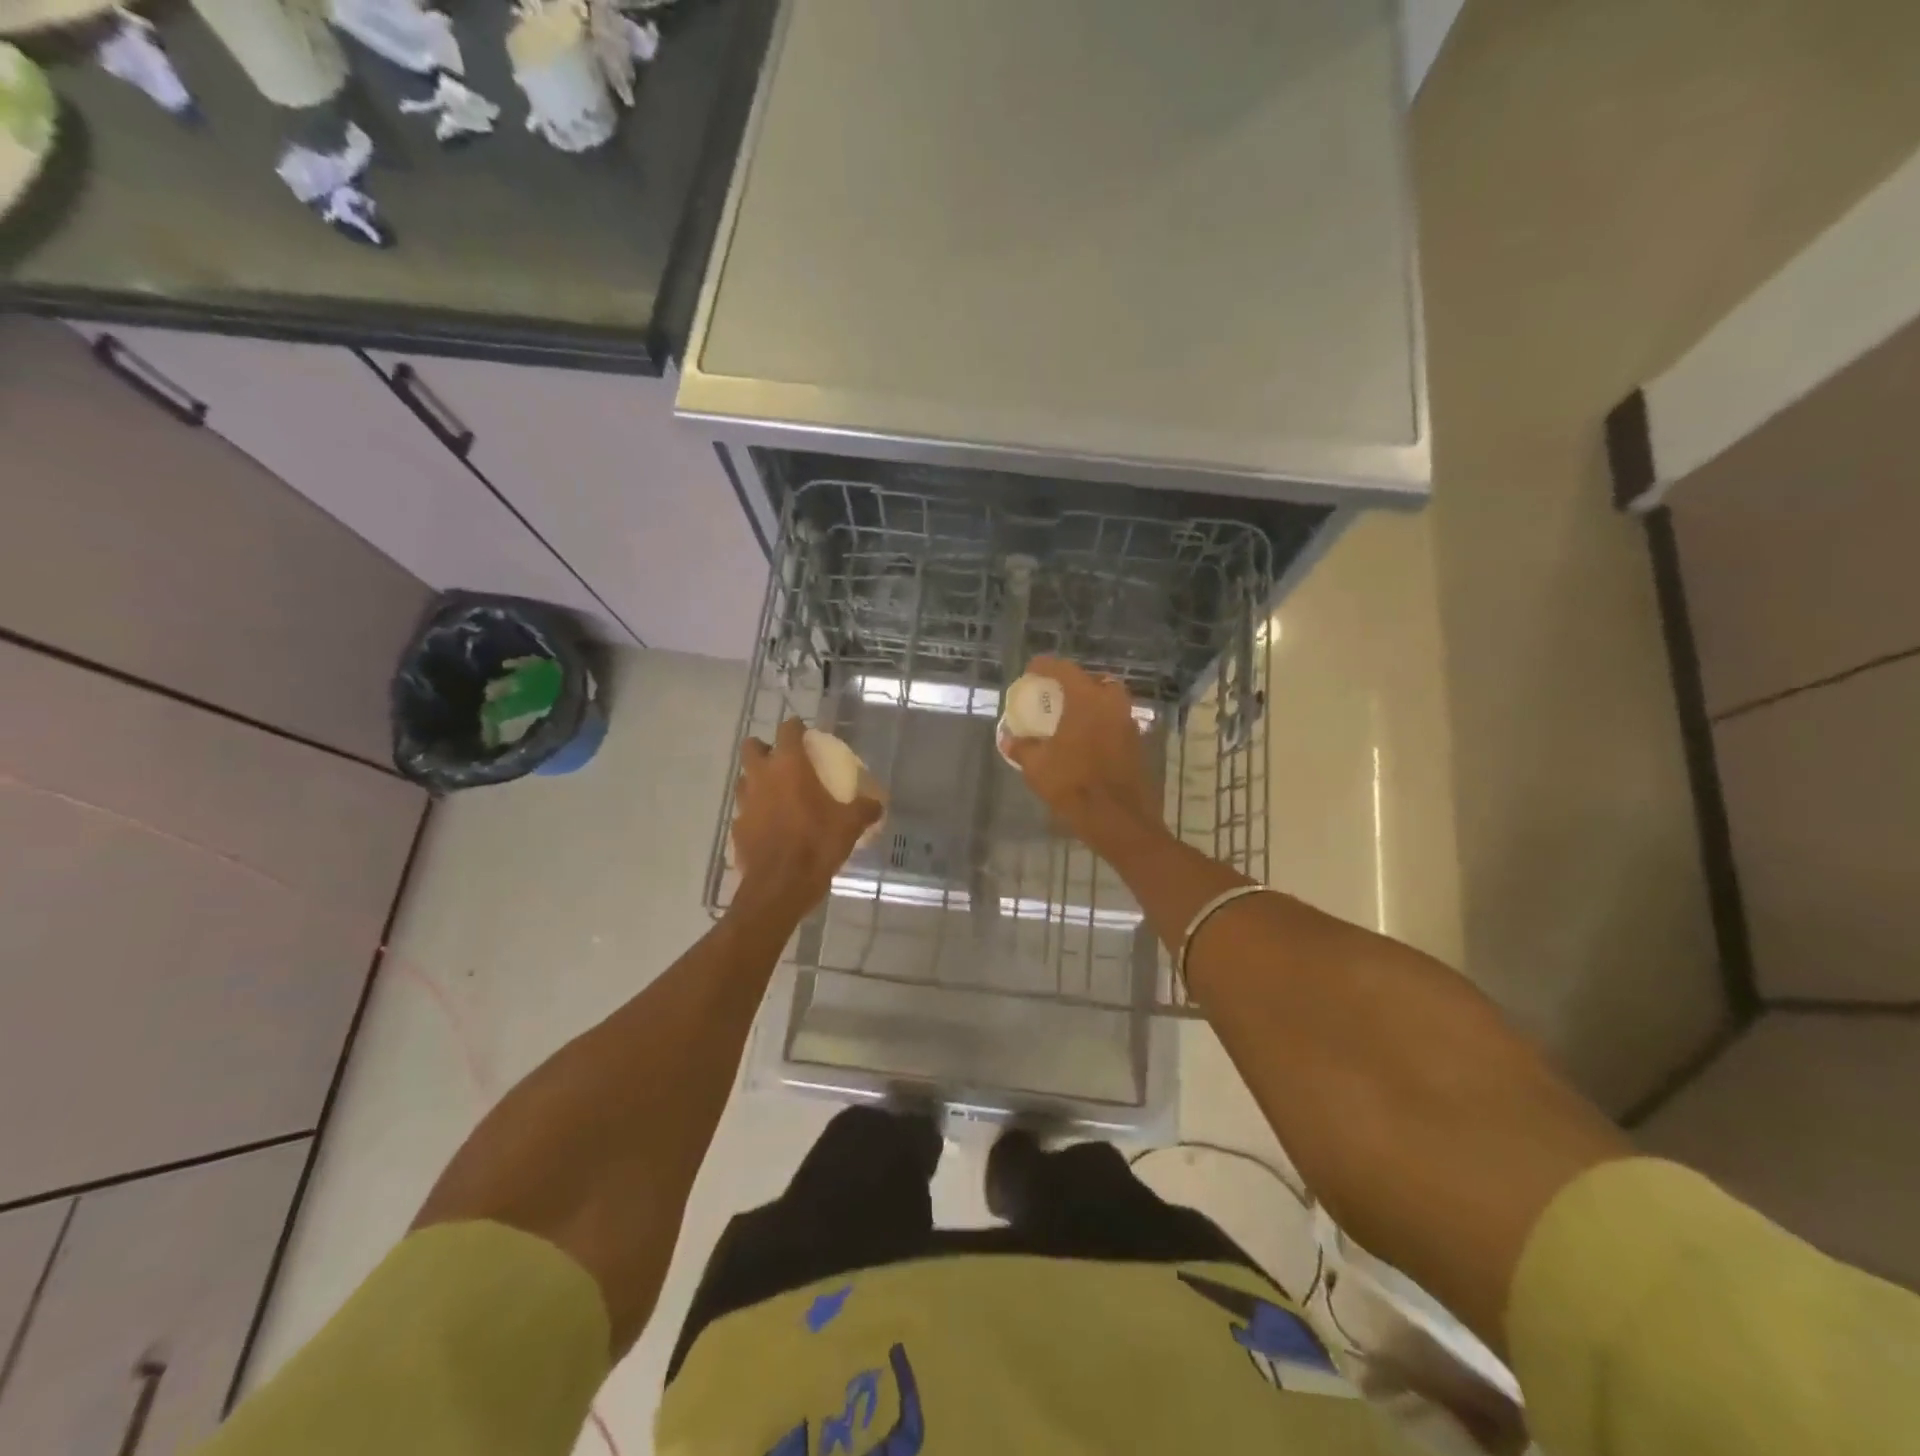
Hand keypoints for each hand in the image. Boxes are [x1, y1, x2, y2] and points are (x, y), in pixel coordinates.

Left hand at [730, 718, 882, 910]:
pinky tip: (771, 827)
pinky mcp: (737, 829)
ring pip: (744, 779)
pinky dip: (756, 814)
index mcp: (789, 766)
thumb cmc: (816, 845)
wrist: (780, 887)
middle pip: (751, 747)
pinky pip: (745, 812)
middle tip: (783, 761)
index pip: (787, 730)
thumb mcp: (850, 825)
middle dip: (764, 748)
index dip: (796, 727)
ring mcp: (744, 803)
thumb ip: (865, 809)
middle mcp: (761, 777)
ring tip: (777, 795)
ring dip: (757, 781)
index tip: (806, 733)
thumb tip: (877, 804)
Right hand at [1001, 656, 1159, 848]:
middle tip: (1059, 694)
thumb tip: (1008, 740)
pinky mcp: (1138, 745)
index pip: (1065, 670)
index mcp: (1087, 700)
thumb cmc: (1073, 784)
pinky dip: (1102, 725)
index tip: (1032, 669)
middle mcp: (1112, 704)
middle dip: (1076, 683)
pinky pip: (1117, 724)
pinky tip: (1087, 742)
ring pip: (1111, 703)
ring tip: (1072, 719)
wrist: (1118, 819)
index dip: (1046, 666)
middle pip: (1095, 681)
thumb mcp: (1037, 767)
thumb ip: (1022, 748)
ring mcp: (1129, 724)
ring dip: (1092, 705)